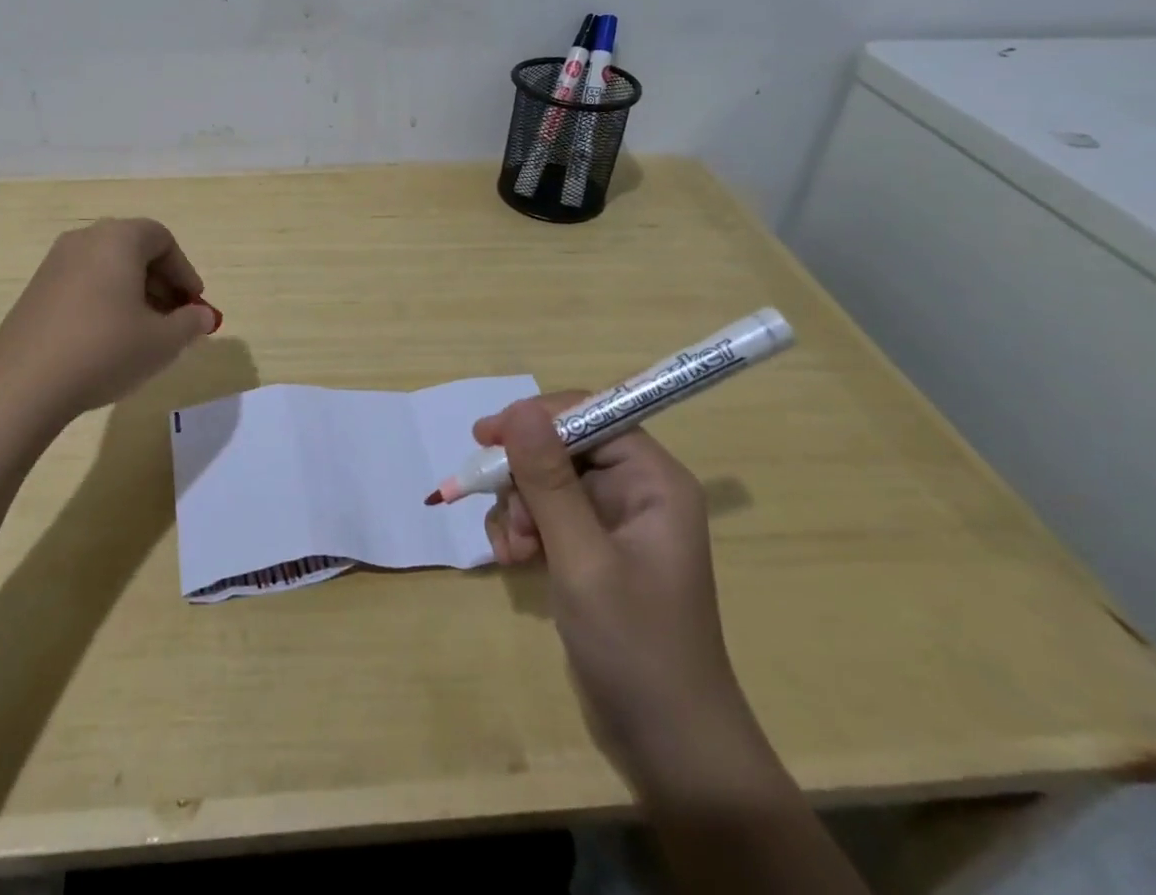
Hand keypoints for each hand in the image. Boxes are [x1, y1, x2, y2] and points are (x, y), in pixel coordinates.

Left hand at [0, 218, 220, 428]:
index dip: (184, 271)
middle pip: (134, 250)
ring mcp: (54, 265)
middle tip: (175, 319)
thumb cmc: (104, 350)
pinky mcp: (35, 292)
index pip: (162, 239)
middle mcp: (84, 241)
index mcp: (117, 239)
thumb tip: (203, 317)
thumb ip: (190, 323)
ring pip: (108, 268)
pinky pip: (84, 284)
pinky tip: (110, 341)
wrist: (22, 387)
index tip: (194, 304)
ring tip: (145, 334)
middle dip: (162, 283)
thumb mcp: (162, 341)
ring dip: (135, 294)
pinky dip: (106, 302)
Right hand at [479, 395, 741, 764]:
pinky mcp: (591, 551)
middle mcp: (635, 491)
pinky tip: (513, 561)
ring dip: (518, 509)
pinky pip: (544, 515)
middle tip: (509, 522)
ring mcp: (612, 523)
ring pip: (545, 481)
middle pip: (561, 448)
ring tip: (513, 552)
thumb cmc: (635, 646)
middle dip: (524, 479)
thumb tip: (519, 408)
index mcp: (652, 481)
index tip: (487, 436)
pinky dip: (522, 531)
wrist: (668, 747)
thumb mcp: (583, 558)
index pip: (591, 415)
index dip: (537, 418)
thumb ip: (549, 480)